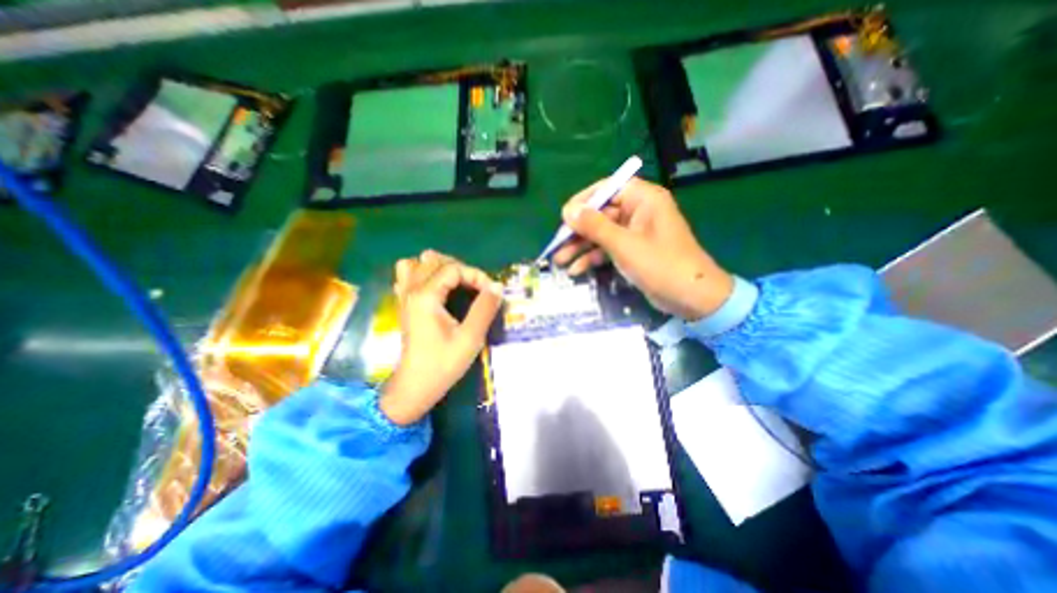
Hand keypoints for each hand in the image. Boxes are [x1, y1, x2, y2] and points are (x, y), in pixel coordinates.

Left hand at [380, 250, 503, 425]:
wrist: (415, 386)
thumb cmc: (443, 363)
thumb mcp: (471, 337)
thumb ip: (485, 308)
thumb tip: (497, 286)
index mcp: (426, 296)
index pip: (453, 268)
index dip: (476, 275)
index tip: (490, 292)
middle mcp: (411, 290)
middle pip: (435, 260)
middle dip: (460, 269)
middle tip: (476, 288)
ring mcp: (404, 296)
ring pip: (416, 264)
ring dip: (439, 268)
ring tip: (455, 283)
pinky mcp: (404, 304)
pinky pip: (408, 275)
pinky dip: (424, 275)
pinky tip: (436, 289)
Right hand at [553, 178, 737, 320]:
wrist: (692, 298)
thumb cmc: (660, 265)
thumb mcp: (624, 244)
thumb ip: (595, 226)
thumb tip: (568, 210)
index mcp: (643, 199)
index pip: (607, 188)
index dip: (583, 201)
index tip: (563, 216)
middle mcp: (638, 211)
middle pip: (600, 214)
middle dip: (578, 231)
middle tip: (556, 245)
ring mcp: (635, 233)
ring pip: (601, 233)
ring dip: (581, 247)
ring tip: (559, 261)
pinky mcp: (633, 251)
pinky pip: (608, 248)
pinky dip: (593, 258)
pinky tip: (576, 270)